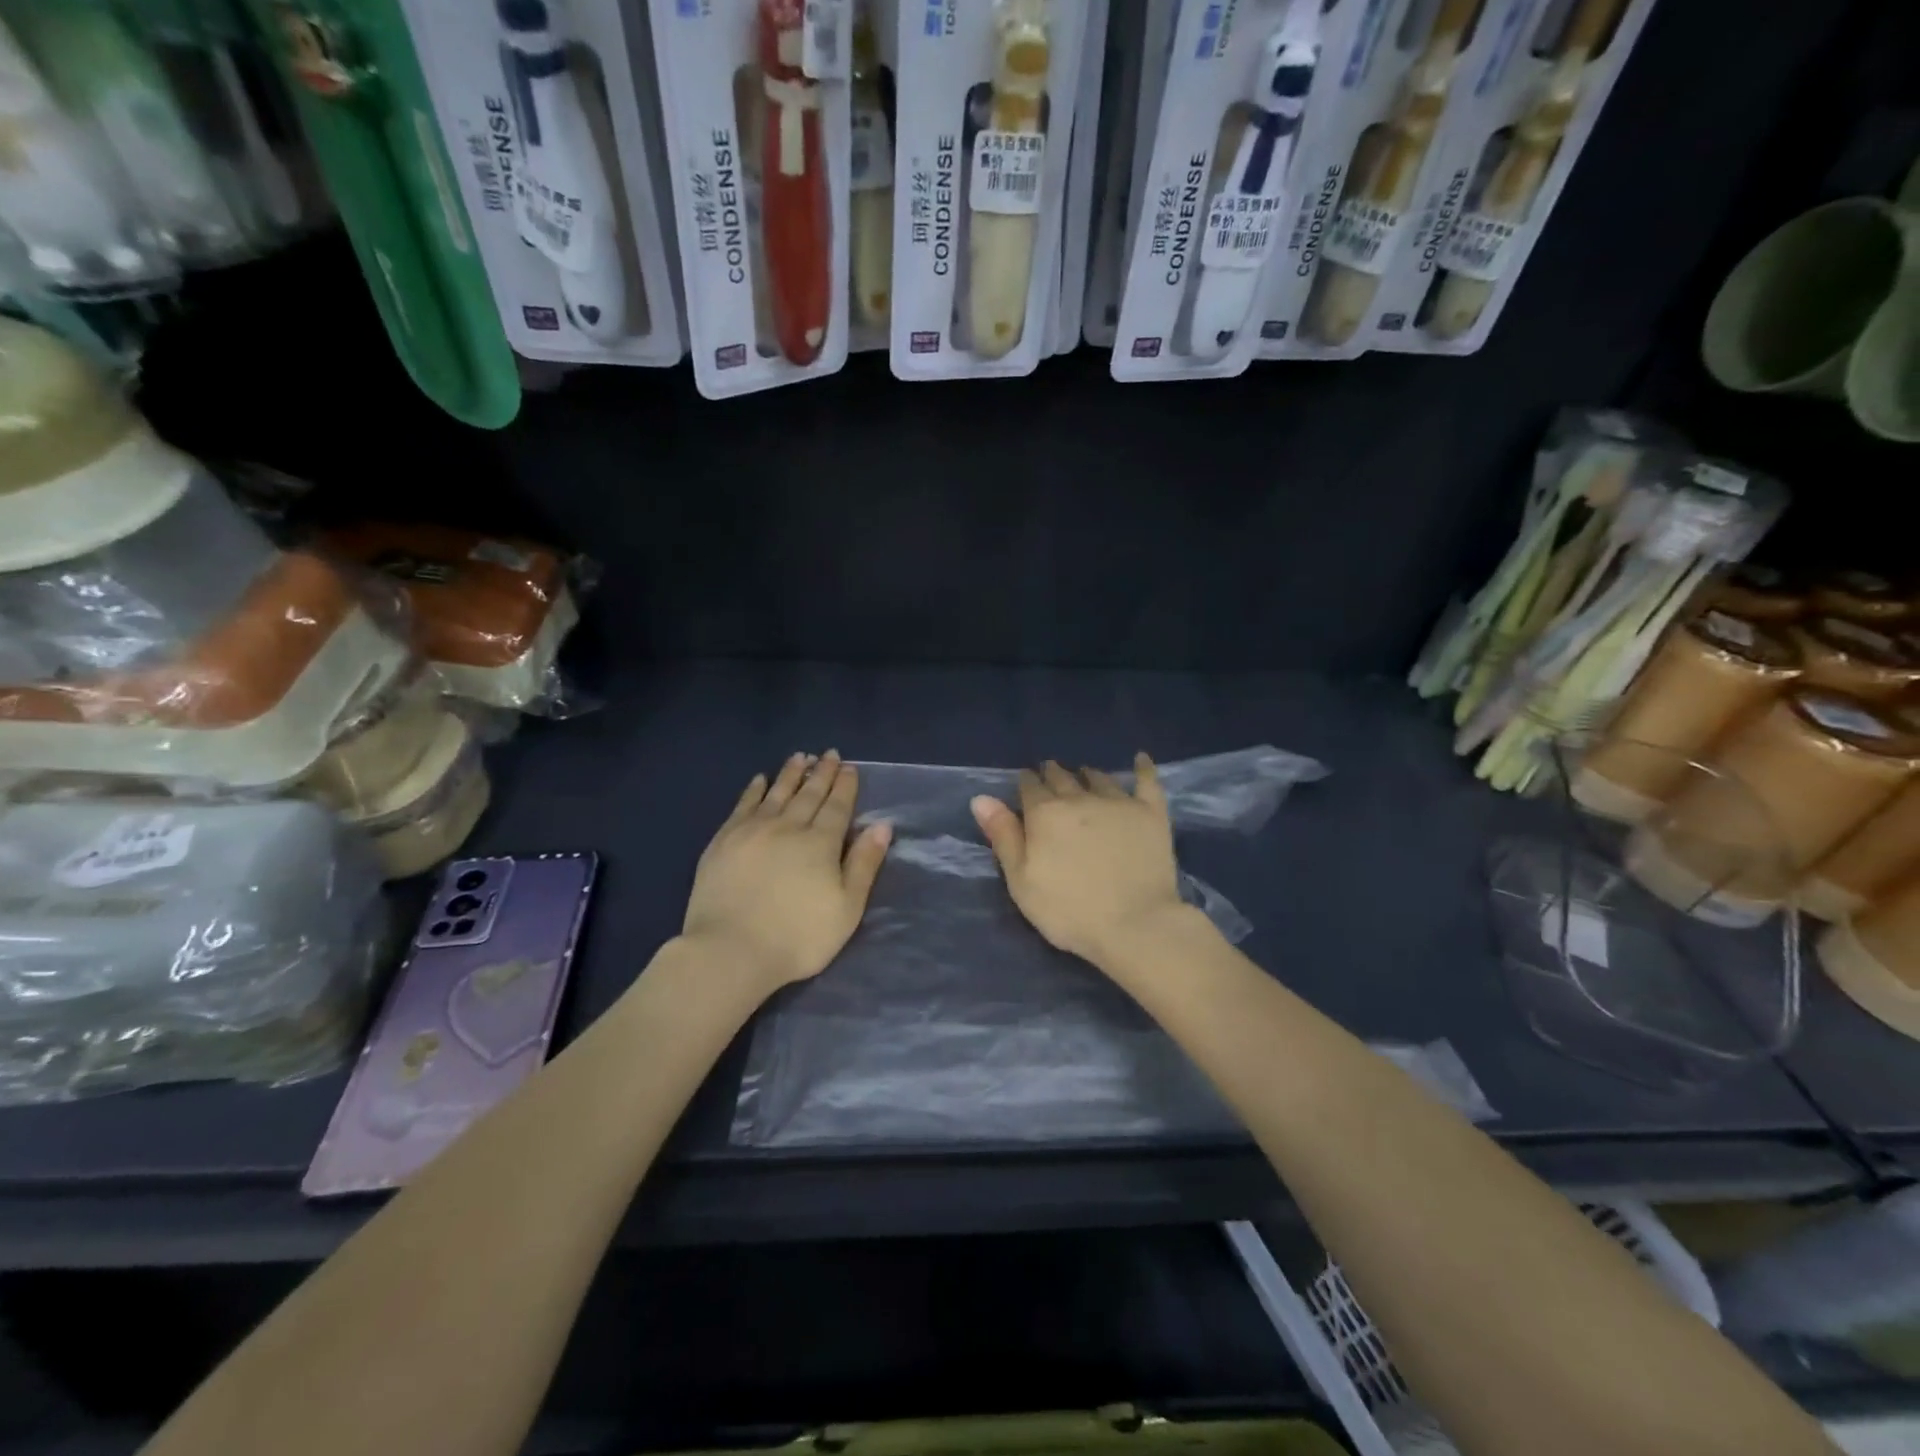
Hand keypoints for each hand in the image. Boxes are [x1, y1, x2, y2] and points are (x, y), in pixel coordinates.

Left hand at [682, 751, 891, 994]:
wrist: (730, 950)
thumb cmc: (798, 937)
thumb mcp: (847, 909)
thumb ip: (864, 865)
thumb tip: (882, 826)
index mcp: (821, 843)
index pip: (837, 807)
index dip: (844, 786)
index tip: (849, 767)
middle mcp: (788, 827)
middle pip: (809, 794)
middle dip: (821, 773)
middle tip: (829, 754)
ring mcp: (753, 831)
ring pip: (777, 793)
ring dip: (790, 773)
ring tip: (800, 757)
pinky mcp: (724, 841)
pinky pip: (743, 805)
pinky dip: (754, 790)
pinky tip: (760, 779)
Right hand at [970, 755, 1190, 967]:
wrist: (1134, 925)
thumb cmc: (1068, 911)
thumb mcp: (1021, 881)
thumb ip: (1003, 836)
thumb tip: (981, 798)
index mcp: (1045, 813)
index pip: (1029, 786)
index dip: (1026, 783)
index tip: (1025, 783)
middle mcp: (1079, 798)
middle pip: (1061, 777)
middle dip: (1052, 774)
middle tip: (1050, 774)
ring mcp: (1118, 802)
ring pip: (1098, 777)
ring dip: (1086, 774)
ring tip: (1083, 774)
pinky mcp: (1150, 813)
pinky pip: (1147, 781)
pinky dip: (1143, 768)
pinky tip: (1140, 758)